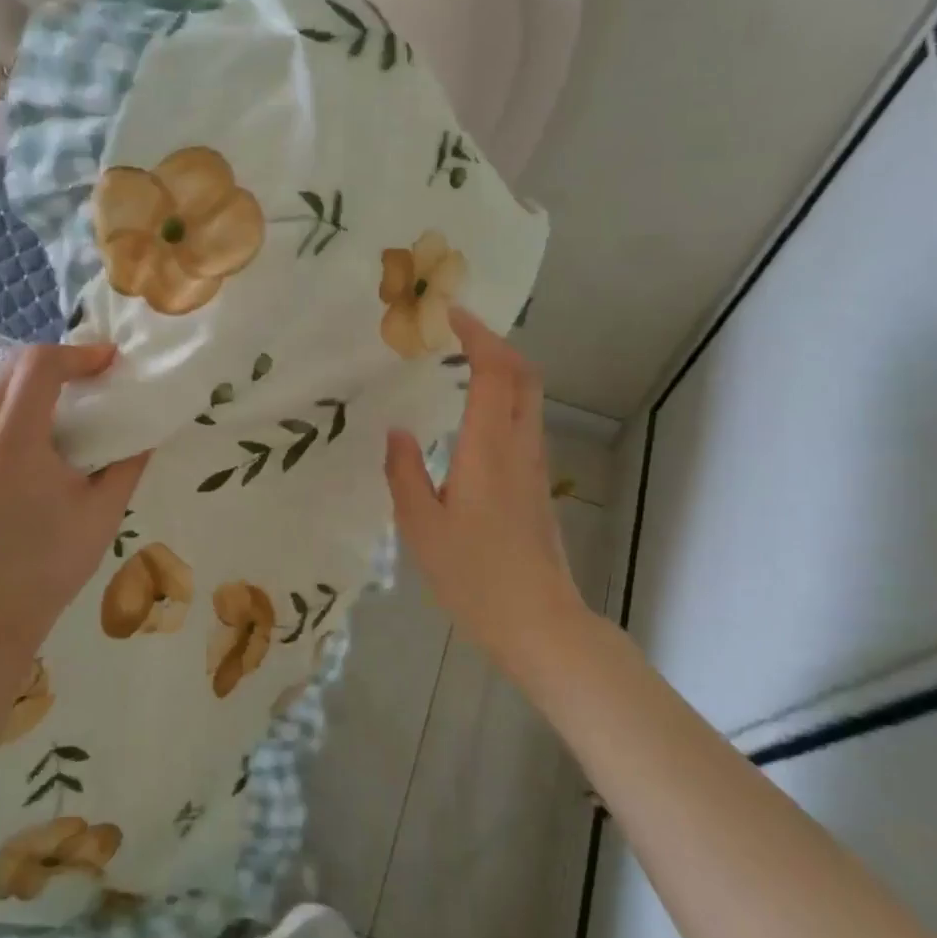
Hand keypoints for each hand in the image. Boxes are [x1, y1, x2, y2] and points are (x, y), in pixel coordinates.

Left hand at [0, 344, 148, 661]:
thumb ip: (128, 463)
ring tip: (65, 409)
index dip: (78, 353)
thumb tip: (145, 433)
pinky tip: (32, 444)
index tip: (109, 361)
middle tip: (92, 378)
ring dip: (30, 387)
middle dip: (55, 364)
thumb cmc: (48, 568)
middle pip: (11, 369)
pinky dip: (9, 413)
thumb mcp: (103, 513)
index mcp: (12, 442)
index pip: (38, 365)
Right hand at [385, 307, 587, 683]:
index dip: (477, 336)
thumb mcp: (421, 527)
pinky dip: (504, 396)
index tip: (450, 315)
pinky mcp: (538, 484)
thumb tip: (397, 432)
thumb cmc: (474, 577)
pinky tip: (474, 413)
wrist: (539, 623)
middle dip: (495, 343)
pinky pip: (526, 420)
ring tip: (462, 363)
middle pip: (524, 375)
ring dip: (502, 368)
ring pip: (529, 397)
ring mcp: (535, 465)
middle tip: (458, 333)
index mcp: (488, 449)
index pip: (493, 372)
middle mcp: (520, 447)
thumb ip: (405, 473)